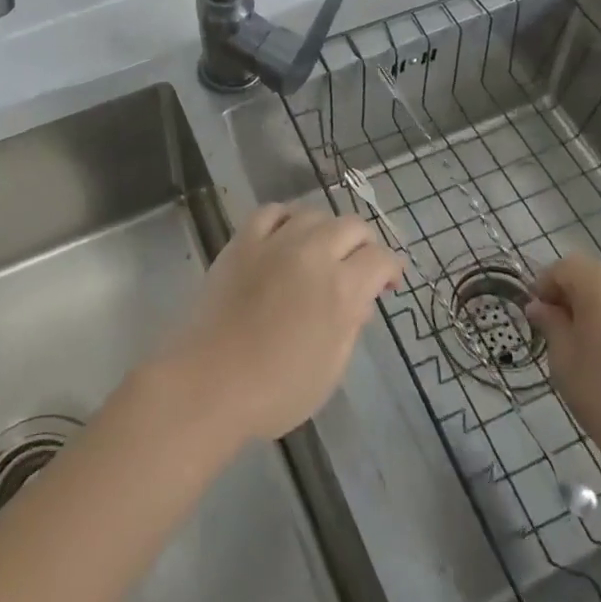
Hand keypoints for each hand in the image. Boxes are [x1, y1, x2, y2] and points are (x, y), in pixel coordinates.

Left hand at [152, 204, 402, 444]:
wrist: (210, 382)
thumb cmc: (276, 390)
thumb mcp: (331, 369)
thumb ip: (350, 326)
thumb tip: (361, 299)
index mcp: (341, 288)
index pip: (380, 258)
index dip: (391, 268)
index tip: (388, 282)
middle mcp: (313, 254)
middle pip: (352, 225)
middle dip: (364, 244)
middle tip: (358, 267)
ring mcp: (275, 242)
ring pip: (314, 212)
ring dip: (327, 229)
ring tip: (322, 251)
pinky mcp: (244, 240)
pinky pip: (272, 211)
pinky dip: (287, 218)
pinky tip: (286, 235)